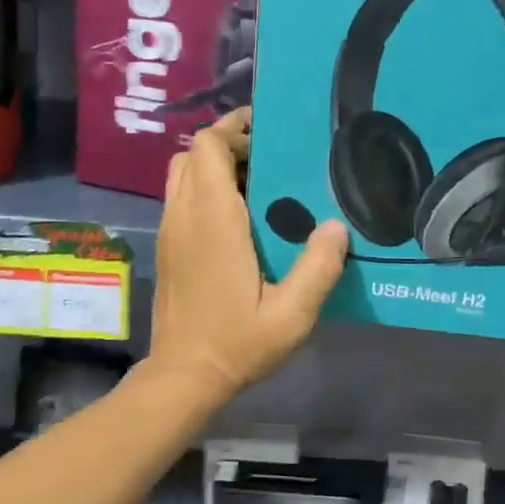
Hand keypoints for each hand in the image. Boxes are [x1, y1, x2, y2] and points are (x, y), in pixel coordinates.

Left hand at [148, 108, 348, 404]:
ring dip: (214, 166)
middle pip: (193, 153)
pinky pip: (181, 197)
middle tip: (270, 157)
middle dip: (228, 143)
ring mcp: (170, 230)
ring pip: (182, 173)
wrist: (183, 376)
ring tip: (257, 183)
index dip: (234, 128)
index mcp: (213, 218)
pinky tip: (239, 217)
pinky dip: (204, 189)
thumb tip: (336, 226)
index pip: (209, 146)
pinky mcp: (167, 246)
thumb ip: (318, 268)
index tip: (268, 130)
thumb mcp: (291, 315)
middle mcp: (184, 214)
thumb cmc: (236, 343)